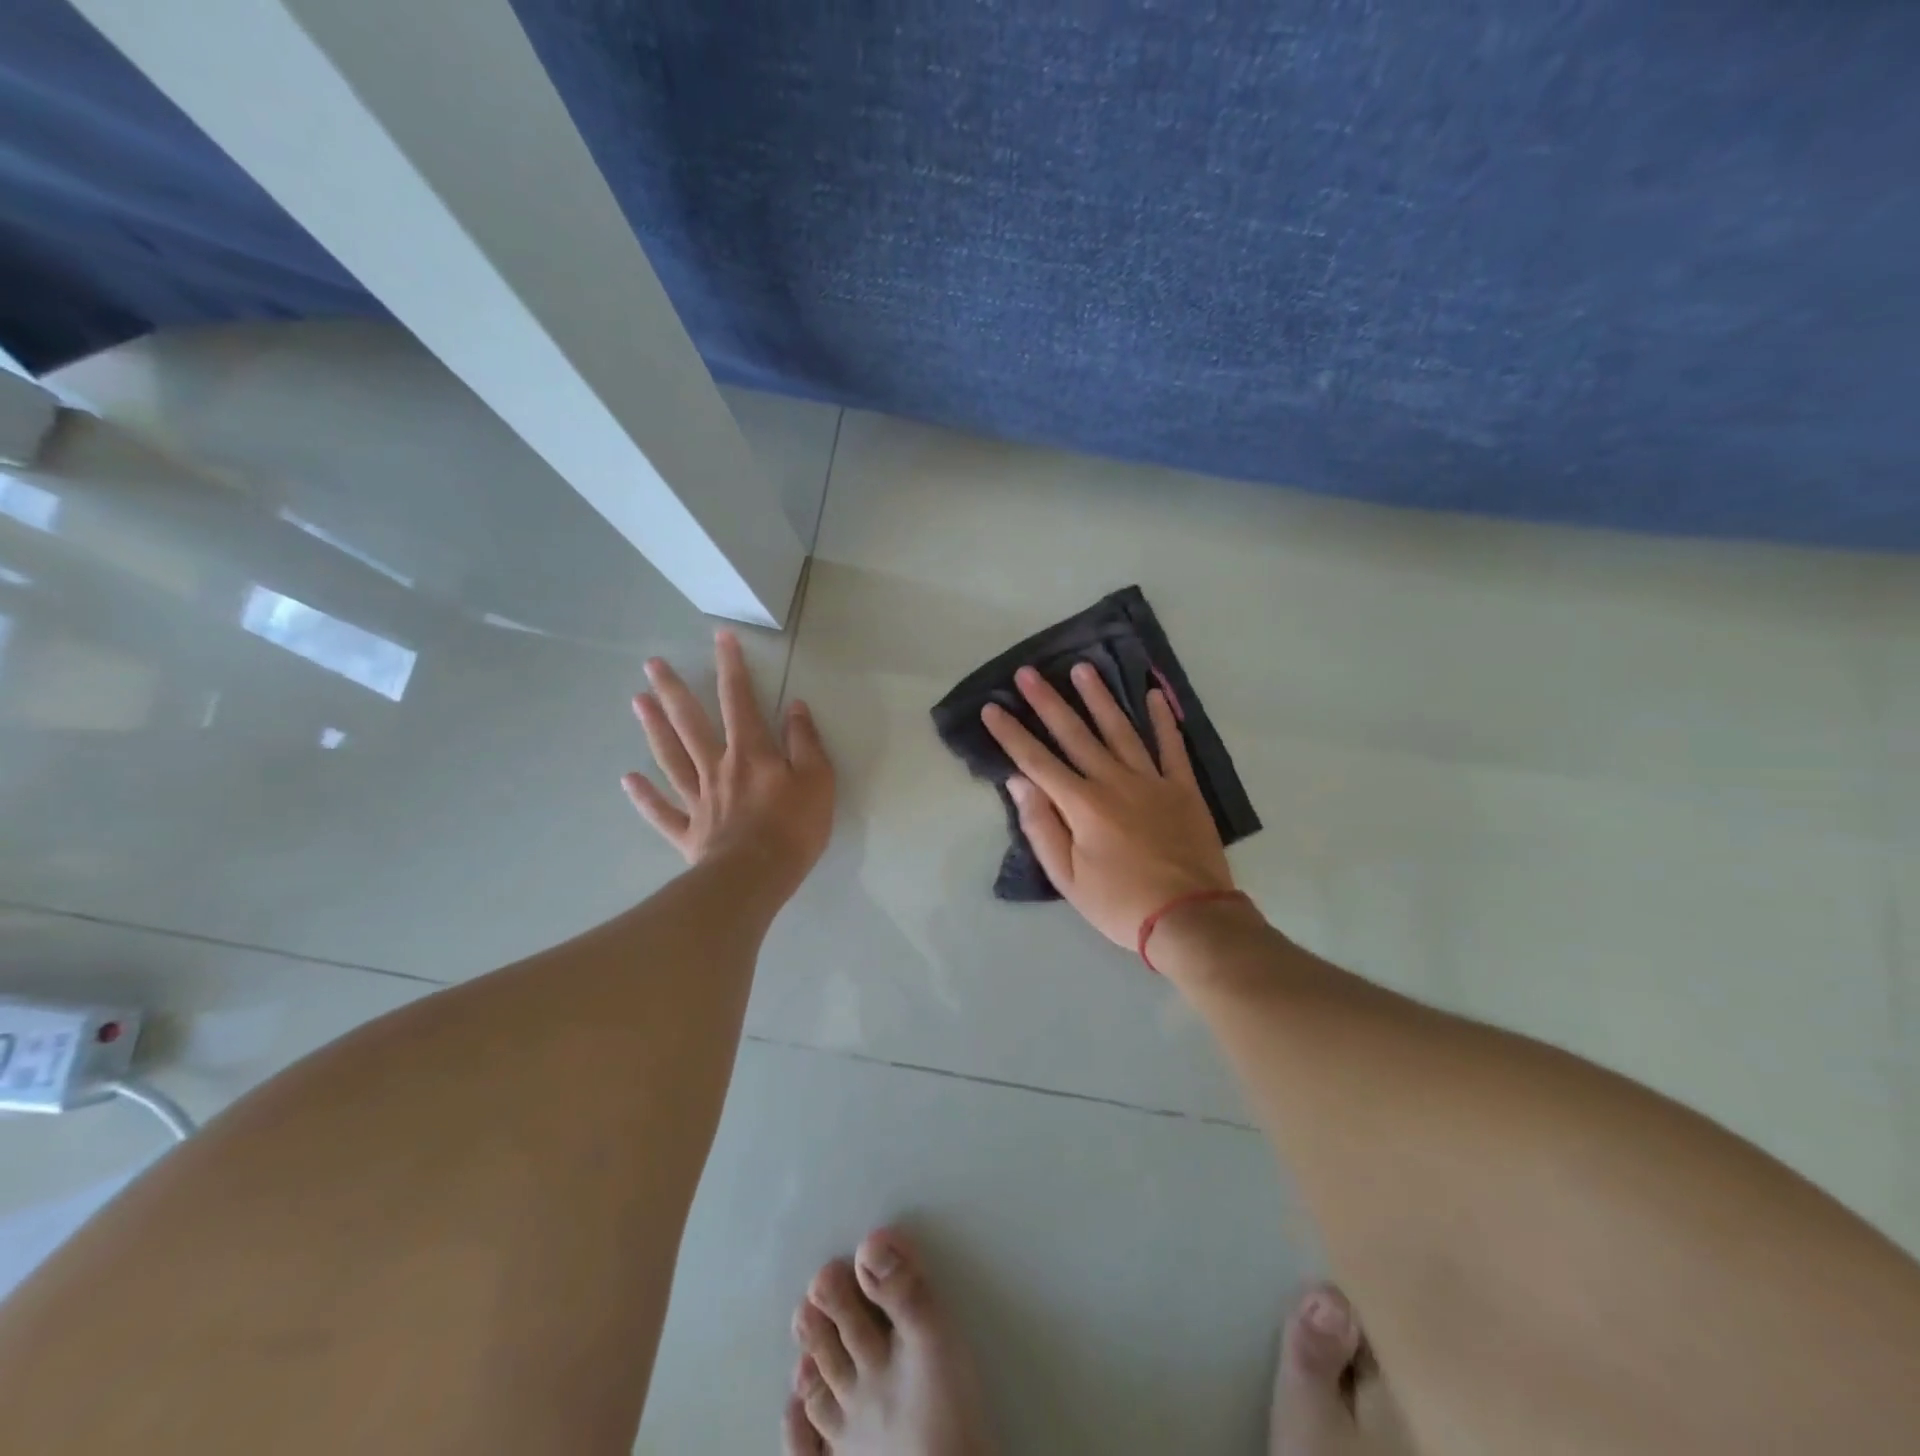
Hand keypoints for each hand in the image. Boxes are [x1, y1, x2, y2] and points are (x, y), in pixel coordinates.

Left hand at [623, 630, 833, 897]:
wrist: (755, 878)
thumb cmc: (793, 828)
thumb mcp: (818, 780)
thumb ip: (806, 742)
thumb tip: (795, 706)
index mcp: (751, 754)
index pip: (740, 701)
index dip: (731, 668)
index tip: (720, 638)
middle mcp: (718, 768)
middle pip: (691, 723)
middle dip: (673, 691)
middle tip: (651, 664)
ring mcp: (698, 800)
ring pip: (671, 758)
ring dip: (653, 729)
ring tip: (636, 702)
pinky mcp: (689, 832)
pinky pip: (662, 811)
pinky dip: (644, 796)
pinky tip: (628, 779)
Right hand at [981, 662, 1234, 948]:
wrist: (1189, 918)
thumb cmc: (1119, 903)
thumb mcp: (1068, 878)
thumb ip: (1042, 827)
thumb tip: (1019, 783)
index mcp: (1082, 805)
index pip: (1036, 761)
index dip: (1011, 734)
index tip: (992, 707)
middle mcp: (1113, 781)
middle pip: (1074, 734)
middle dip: (1047, 702)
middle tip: (1028, 672)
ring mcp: (1151, 780)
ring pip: (1120, 729)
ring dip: (1099, 697)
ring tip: (1082, 668)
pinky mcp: (1183, 788)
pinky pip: (1171, 746)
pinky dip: (1162, 720)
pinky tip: (1151, 695)